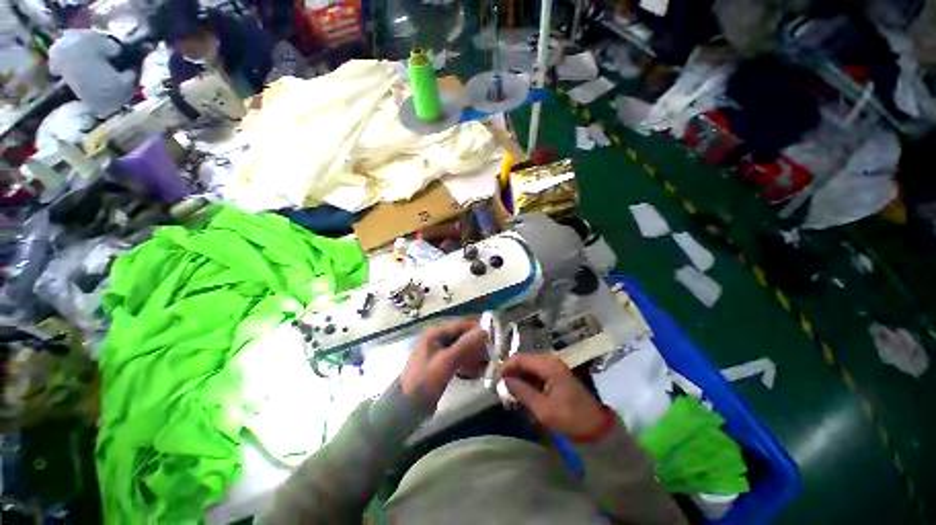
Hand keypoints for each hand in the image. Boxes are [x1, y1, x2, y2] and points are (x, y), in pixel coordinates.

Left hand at [400, 319, 487, 407]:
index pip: (462, 324)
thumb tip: (484, 331)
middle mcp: (438, 337)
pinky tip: (473, 372)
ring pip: (462, 347)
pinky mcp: (441, 362)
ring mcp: (439, 350)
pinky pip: (458, 357)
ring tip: (483, 366)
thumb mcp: (446, 361)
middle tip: (488, 357)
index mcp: (436, 332)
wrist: (406, 406)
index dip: (477, 331)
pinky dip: (466, 362)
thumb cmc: (426, 380)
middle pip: (462, 335)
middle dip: (476, 345)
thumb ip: (465, 344)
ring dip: (473, 355)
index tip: (491, 342)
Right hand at [500, 353, 606, 438]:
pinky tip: (522, 392)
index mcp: (548, 365)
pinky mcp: (556, 375)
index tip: (496, 380)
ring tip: (509, 391)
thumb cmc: (569, 418)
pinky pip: (536, 373)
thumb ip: (522, 392)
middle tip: (501, 387)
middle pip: (524, 360)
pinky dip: (527, 380)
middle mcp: (550, 361)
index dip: (506, 367)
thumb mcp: (542, 409)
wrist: (596, 428)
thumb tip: (504, 382)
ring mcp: (554, 367)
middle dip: (511, 372)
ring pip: (529, 367)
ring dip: (519, 377)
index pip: (520, 358)